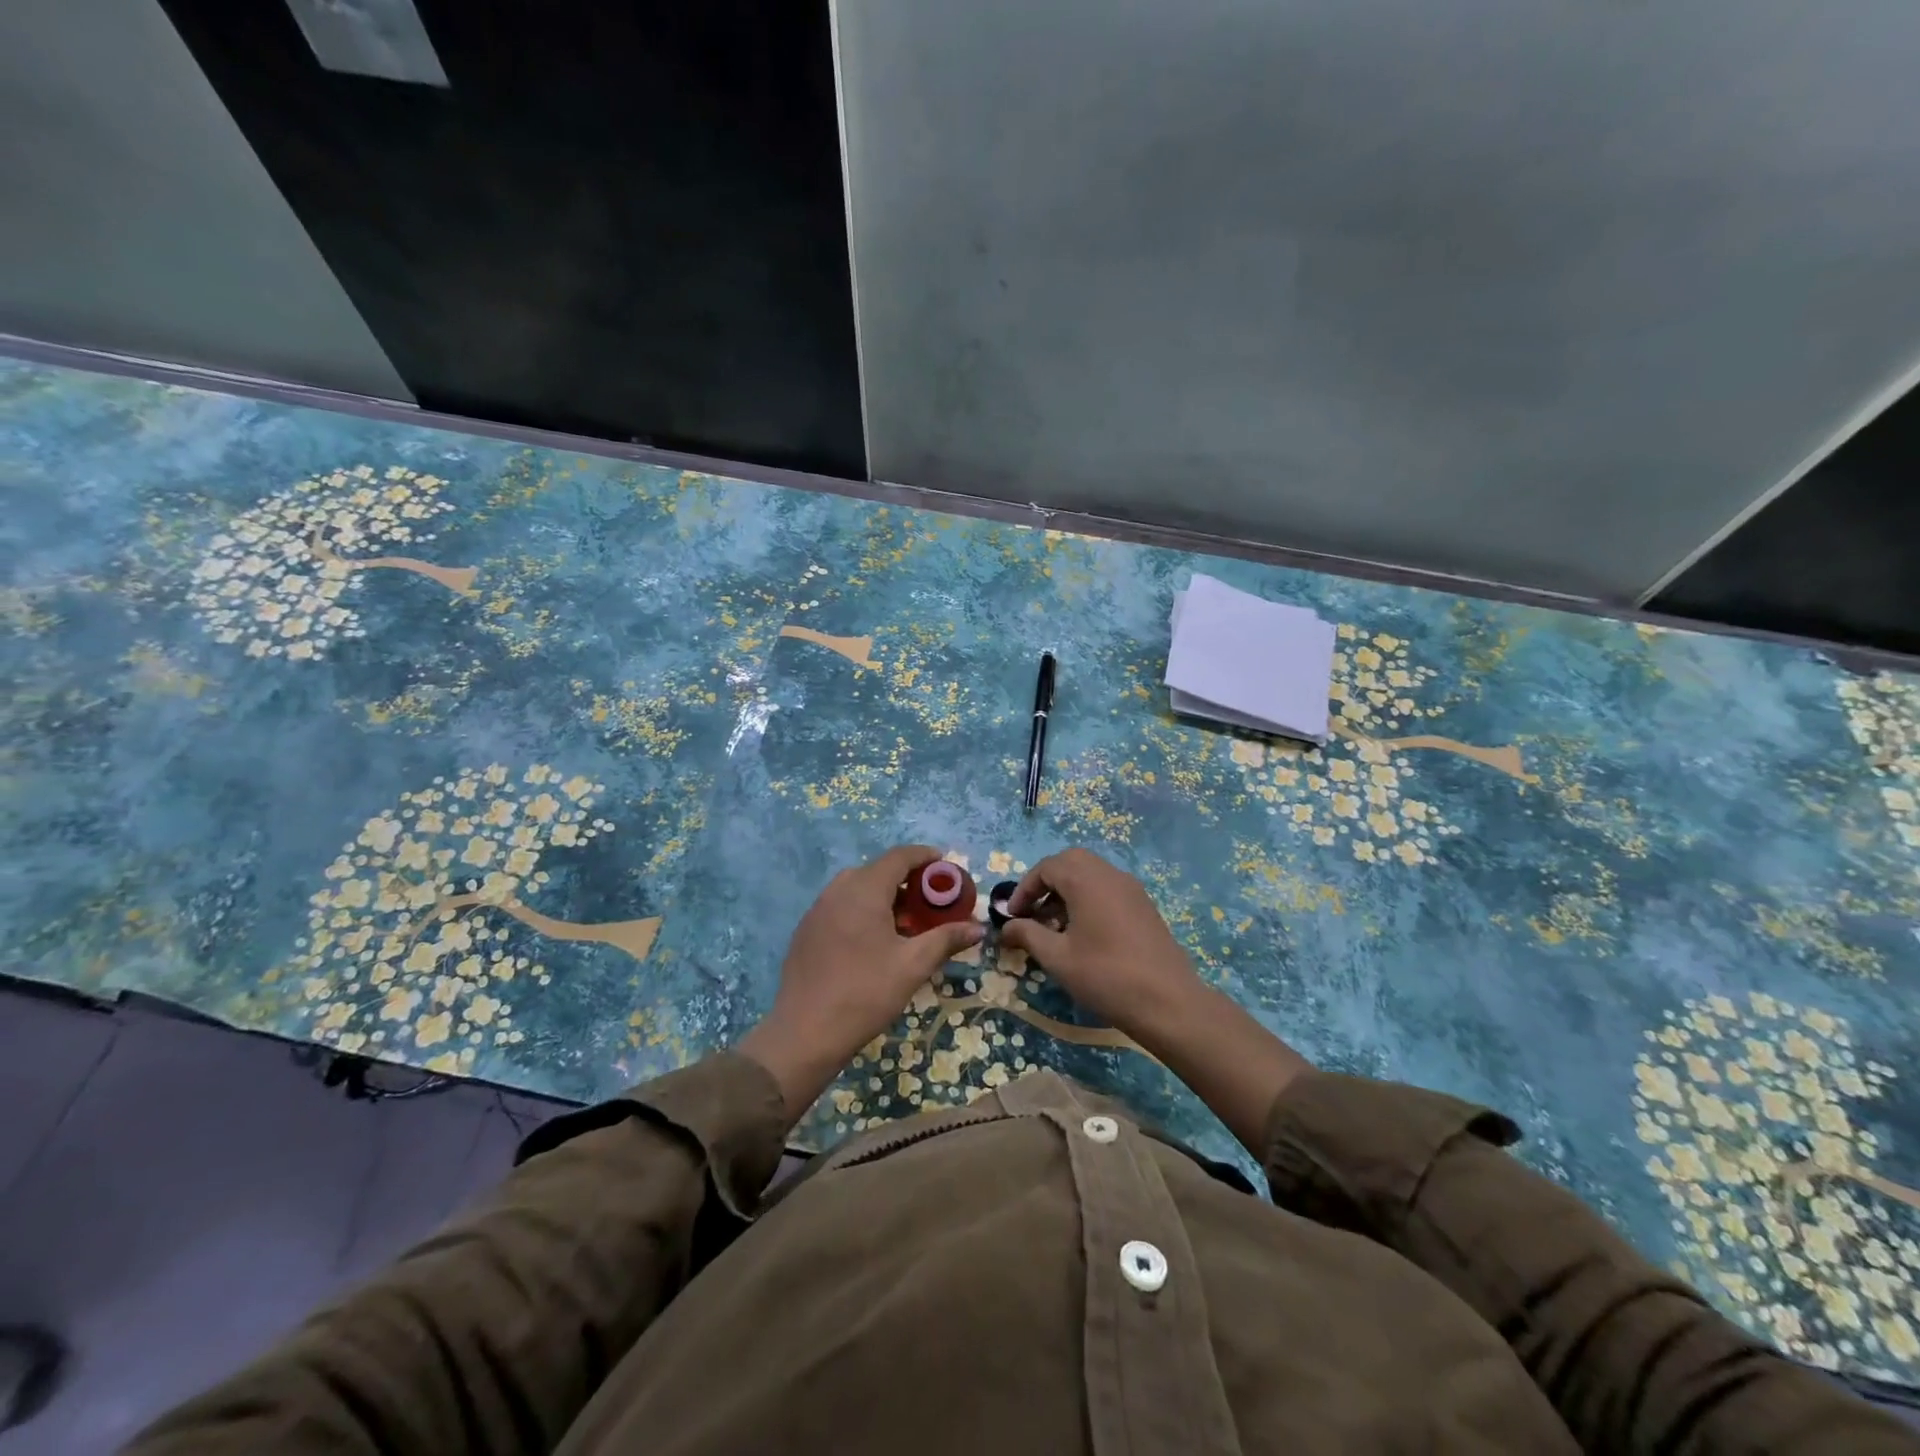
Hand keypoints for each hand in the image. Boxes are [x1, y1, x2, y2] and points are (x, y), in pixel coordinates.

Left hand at [739, 845, 983, 1121]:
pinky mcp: (806, 931)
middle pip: (877, 870)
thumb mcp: (913, 965)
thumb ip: (946, 939)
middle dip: (906, 879)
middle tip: (929, 901)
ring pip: (856, 888)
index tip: (945, 866)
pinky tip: (872, 941)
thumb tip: (977, 928)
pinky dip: (861, 909)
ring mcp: (817, 910)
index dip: (924, 856)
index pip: (899, 857)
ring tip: (904, 922)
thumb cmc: (865, 993)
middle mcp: (837, 891)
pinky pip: (840, 906)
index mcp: (864, 890)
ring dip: (883, 895)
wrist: (805, 1033)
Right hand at [1000, 848, 1207, 1052]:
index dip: (1024, 889)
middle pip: (1070, 863)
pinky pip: (1108, 889)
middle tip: (1032, 913)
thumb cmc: (1106, 976)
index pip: (1046, 867)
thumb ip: (1028, 935)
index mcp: (1086, 880)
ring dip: (1067, 892)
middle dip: (1046, 884)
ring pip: (1091, 875)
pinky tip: (1083, 934)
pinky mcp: (1144, 906)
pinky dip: (1088, 899)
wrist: (1168, 1002)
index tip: (1012, 917)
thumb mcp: (1057, 958)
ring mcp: (1131, 889)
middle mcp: (1110, 874)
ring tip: (1054, 927)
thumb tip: (1006, 927)